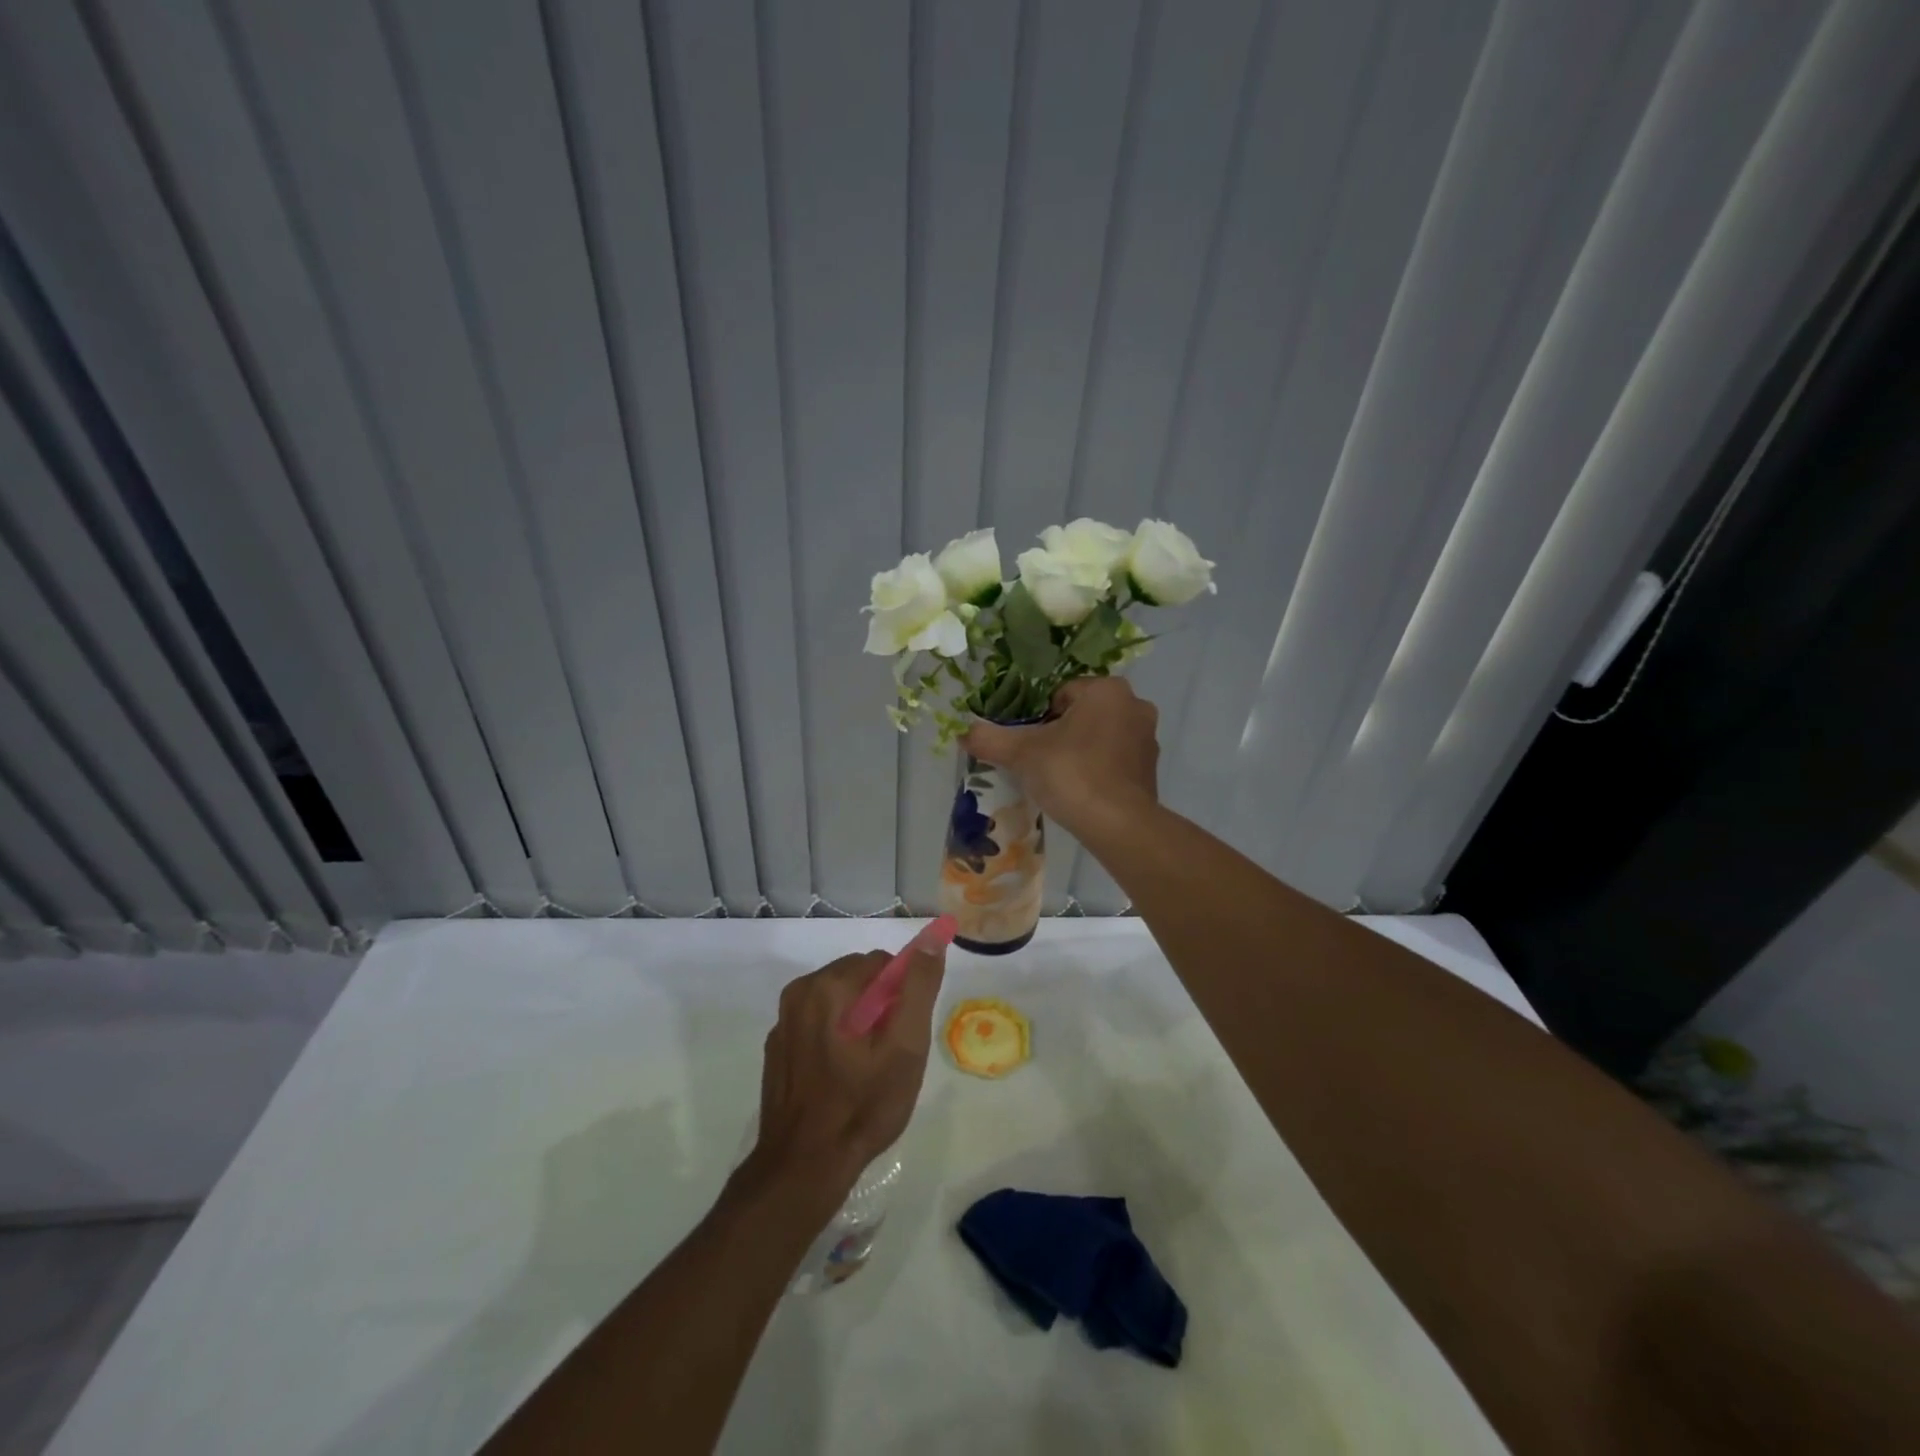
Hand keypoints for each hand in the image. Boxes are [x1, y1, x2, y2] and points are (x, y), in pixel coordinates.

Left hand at [748, 946, 945, 1200]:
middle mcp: (799, 992)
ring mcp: (783, 1022)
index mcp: (827, 986)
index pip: (881, 963)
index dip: (902, 995)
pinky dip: (835, 1038)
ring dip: (858, 1022)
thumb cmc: (862, 1106)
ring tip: (867, 1069)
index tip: (904, 1033)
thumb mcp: (905, 1047)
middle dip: (880, 1006)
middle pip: (858, 978)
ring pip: (838, 1001)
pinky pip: (817, 1025)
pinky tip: (841, 1078)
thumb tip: (931, 940)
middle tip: (890, 1053)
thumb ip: (919, 987)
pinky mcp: (777, 1048)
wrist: (803, 1169)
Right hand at [961, 677, 1159, 842]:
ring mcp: (1147, 738)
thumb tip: (963, 732)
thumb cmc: (1072, 774)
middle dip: (1059, 733)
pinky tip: (1081, 791)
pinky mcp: (1151, 769)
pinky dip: (1098, 769)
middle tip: (1039, 760)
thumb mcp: (1022, 754)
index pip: (1060, 694)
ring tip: (1058, 778)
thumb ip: (991, 739)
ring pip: (1099, 736)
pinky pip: (1115, 760)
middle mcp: (1134, 705)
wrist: (1118, 825)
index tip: (1028, 743)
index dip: (1038, 718)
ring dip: (1079, 750)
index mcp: (1107, 690)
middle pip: (1081, 713)